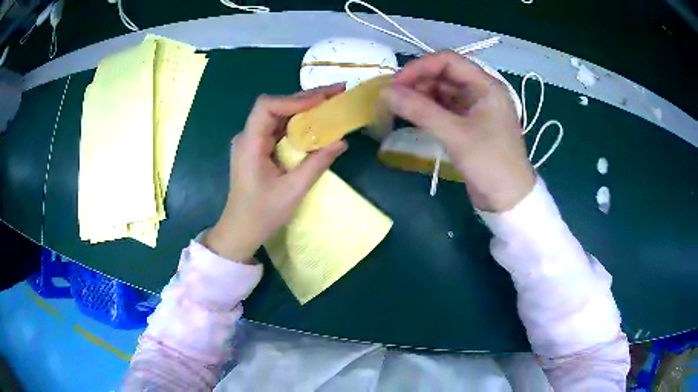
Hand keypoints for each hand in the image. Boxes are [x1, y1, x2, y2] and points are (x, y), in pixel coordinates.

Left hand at [204, 85, 347, 261]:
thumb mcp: (293, 190)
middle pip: (275, 107)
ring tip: (331, 102)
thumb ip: (316, 163)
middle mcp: (248, 137)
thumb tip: (342, 141)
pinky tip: (316, 122)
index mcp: (249, 143)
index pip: (266, 107)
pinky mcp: (258, 149)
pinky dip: (298, 123)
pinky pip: (279, 129)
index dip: (294, 99)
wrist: (241, 231)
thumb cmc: (262, 214)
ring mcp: (252, 142)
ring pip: (279, 116)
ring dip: (304, 108)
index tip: (321, 100)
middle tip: (336, 93)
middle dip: (305, 98)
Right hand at [381, 51, 535, 211]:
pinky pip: (446, 108)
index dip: (420, 67)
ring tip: (399, 106)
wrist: (509, 199)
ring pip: (443, 91)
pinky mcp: (470, 124)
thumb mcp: (455, 134)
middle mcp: (482, 91)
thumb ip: (420, 110)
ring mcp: (476, 108)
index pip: (448, 61)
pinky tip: (413, 115)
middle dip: (418, 82)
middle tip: (393, 96)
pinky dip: (429, 110)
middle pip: (445, 75)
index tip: (396, 83)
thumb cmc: (489, 162)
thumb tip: (385, 92)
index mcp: (486, 86)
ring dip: (421, 95)